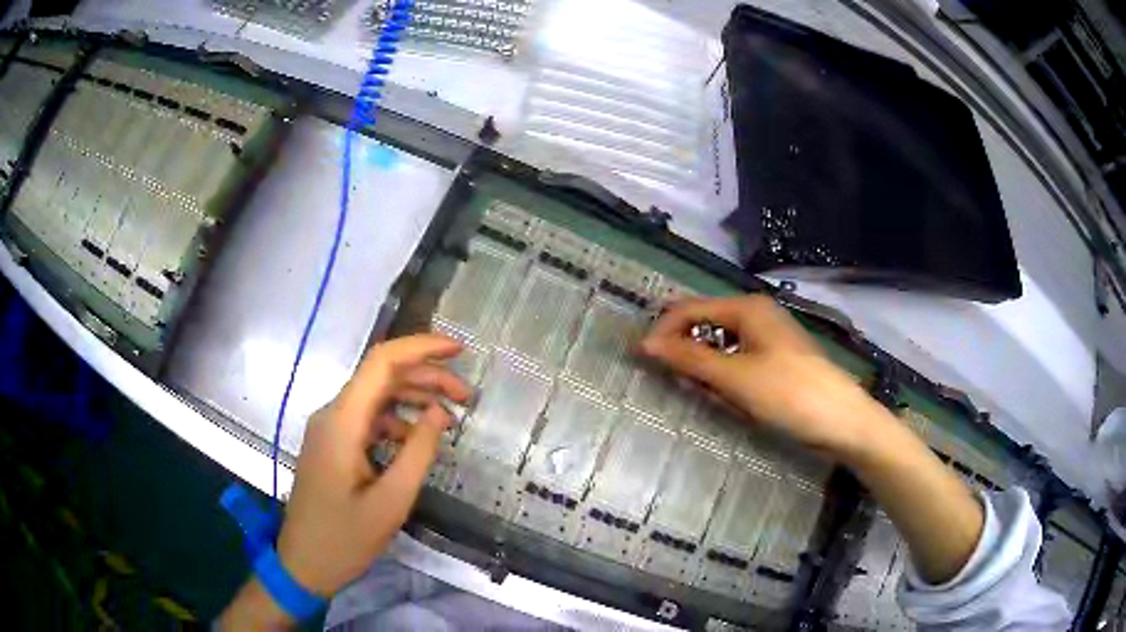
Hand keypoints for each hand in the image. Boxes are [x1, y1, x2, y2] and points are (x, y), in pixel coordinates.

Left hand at [276, 334, 470, 597]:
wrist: (303, 563)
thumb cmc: (345, 539)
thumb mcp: (391, 502)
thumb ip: (418, 453)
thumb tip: (440, 412)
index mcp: (342, 423)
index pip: (381, 362)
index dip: (421, 347)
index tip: (459, 350)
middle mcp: (333, 415)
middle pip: (381, 376)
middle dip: (426, 377)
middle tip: (467, 396)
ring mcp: (330, 429)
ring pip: (376, 396)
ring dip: (414, 398)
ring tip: (451, 416)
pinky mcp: (333, 444)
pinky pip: (368, 419)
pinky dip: (398, 421)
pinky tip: (419, 439)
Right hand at [639, 295, 890, 457]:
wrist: (842, 420)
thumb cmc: (788, 393)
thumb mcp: (734, 377)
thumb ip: (689, 358)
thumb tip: (646, 344)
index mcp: (747, 307)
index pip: (690, 309)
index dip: (663, 332)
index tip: (642, 360)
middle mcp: (757, 314)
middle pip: (706, 326)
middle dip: (689, 355)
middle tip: (683, 386)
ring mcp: (769, 337)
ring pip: (721, 348)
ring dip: (710, 372)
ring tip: (715, 399)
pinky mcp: (776, 360)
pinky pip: (738, 363)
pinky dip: (728, 380)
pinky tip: (735, 402)